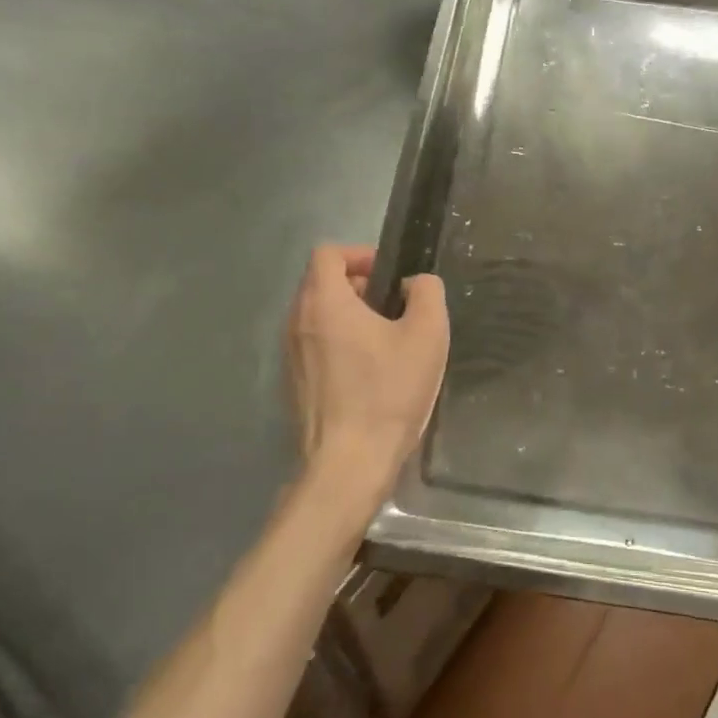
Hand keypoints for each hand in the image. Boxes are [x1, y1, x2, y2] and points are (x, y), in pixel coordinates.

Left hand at [285, 244, 448, 509]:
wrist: (348, 464)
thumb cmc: (387, 392)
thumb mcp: (427, 334)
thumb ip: (427, 293)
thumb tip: (414, 284)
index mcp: (324, 302)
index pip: (328, 253)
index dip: (360, 254)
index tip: (389, 276)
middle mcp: (297, 322)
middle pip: (322, 283)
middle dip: (359, 286)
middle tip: (395, 308)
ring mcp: (291, 355)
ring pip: (318, 315)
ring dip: (350, 316)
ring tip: (387, 341)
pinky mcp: (294, 384)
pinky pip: (315, 345)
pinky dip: (340, 343)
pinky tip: (370, 373)